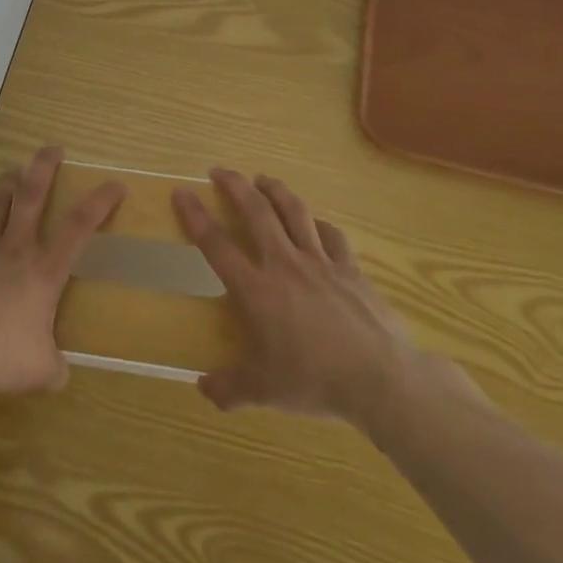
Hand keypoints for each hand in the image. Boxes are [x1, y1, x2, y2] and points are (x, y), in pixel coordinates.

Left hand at [0, 145, 124, 395]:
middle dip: (44, 168)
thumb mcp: (42, 370)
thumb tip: (59, 374)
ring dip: (4, 184)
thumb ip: (53, 366)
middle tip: (51, 149)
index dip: (99, 202)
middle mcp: (15, 249)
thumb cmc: (3, 357)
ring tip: (12, 170)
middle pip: (31, 196)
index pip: (79, 227)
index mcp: (45, 271)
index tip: (114, 184)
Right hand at [174, 169, 420, 430]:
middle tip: (220, 171)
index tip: (182, 193)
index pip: (216, 245)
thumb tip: (203, 389)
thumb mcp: (266, 391)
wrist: (380, 378)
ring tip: (262, 179)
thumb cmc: (315, 381)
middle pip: (256, 212)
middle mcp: (284, 264)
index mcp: (257, 290)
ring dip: (275, 190)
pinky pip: (330, 235)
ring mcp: (320, 262)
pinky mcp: (350, 268)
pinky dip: (317, 223)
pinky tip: (314, 221)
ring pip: (294, 212)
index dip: (195, 216)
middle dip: (235, 186)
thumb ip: (231, 388)